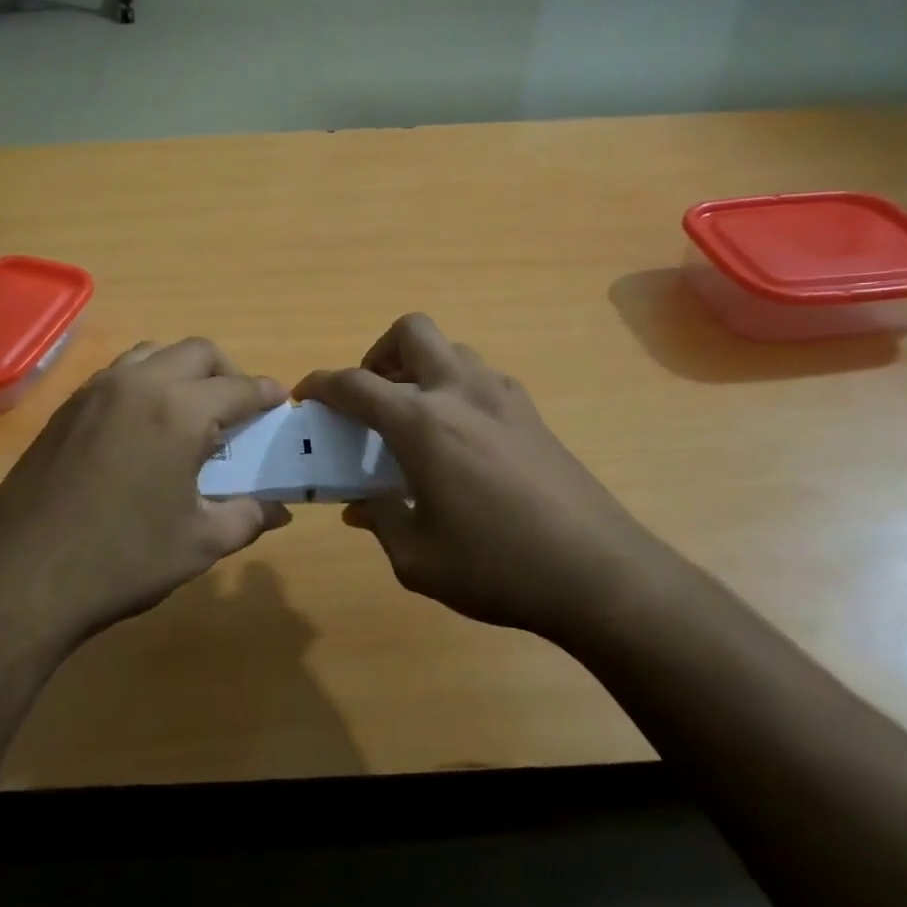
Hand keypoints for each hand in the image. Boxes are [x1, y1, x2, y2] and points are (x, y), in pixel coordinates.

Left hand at [0, 338, 290, 651]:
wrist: (23, 577)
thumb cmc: (123, 559)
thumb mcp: (199, 543)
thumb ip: (247, 517)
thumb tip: (278, 509)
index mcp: (179, 411)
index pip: (237, 387)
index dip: (265, 392)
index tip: (280, 400)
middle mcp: (138, 384)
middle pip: (196, 352)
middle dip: (226, 371)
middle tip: (238, 406)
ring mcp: (95, 392)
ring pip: (152, 353)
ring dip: (181, 370)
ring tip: (190, 409)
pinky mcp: (66, 408)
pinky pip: (117, 374)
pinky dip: (144, 382)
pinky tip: (143, 426)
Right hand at [296, 314, 678, 642]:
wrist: (600, 575)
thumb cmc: (498, 568)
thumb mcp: (418, 559)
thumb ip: (380, 522)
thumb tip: (360, 507)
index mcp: (423, 424)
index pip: (355, 384)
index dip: (322, 384)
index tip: (306, 396)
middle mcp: (460, 393)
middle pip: (412, 331)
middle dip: (379, 353)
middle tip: (373, 396)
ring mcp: (504, 397)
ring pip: (452, 350)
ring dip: (422, 368)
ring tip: (415, 418)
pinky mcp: (533, 414)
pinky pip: (483, 378)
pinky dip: (457, 389)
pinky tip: (461, 439)